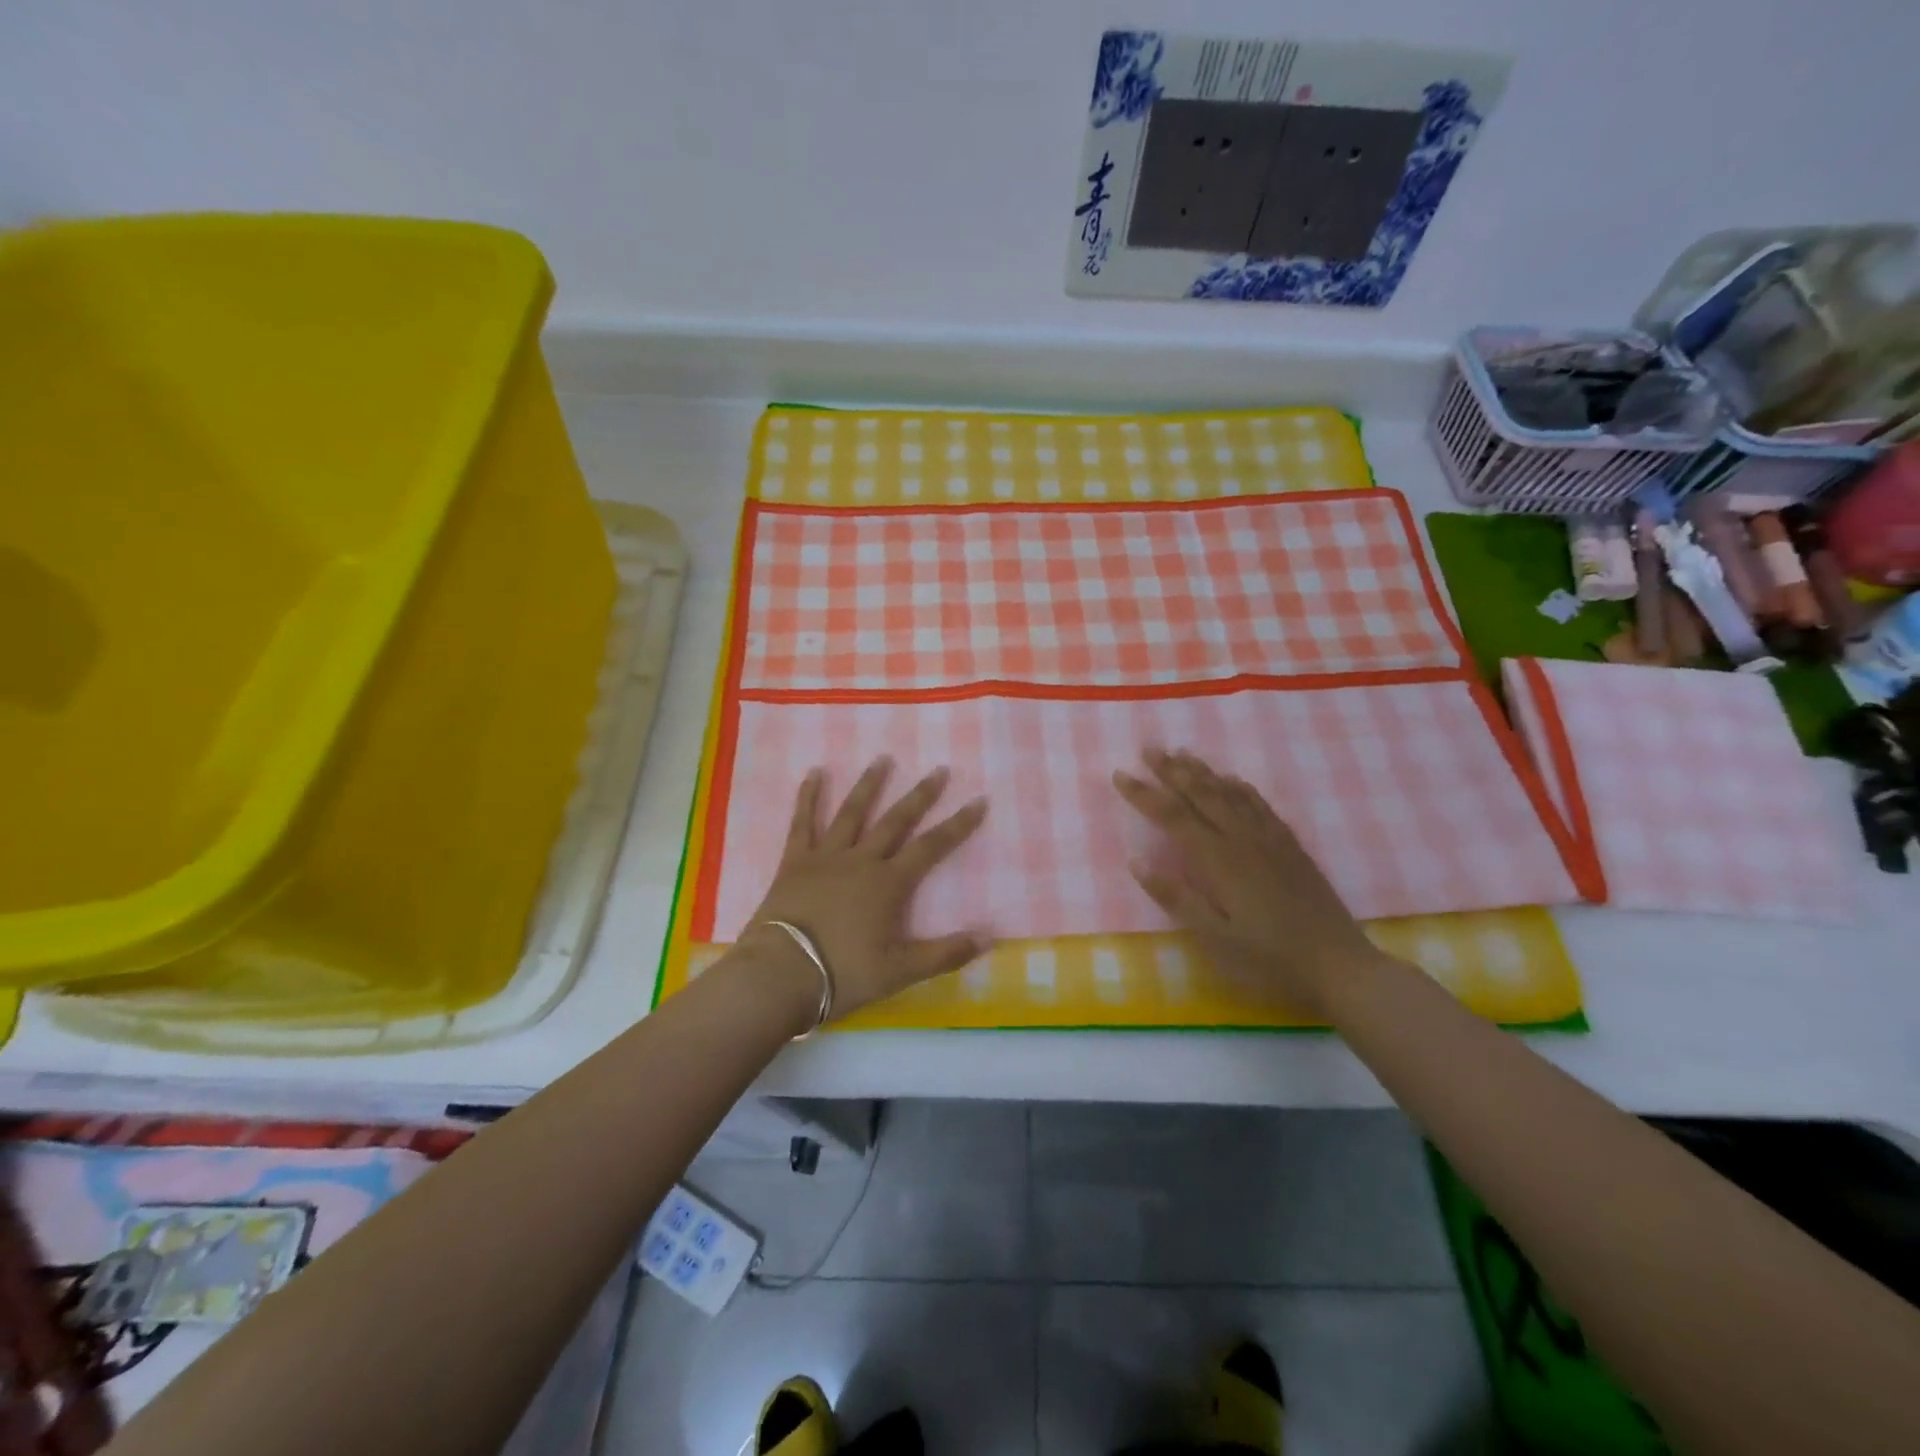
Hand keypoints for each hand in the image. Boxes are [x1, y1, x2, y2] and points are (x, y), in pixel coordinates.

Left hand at [742, 756, 988, 1023]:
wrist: (781, 974)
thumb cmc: (842, 973)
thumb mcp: (900, 971)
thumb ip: (945, 953)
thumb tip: (990, 937)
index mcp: (888, 884)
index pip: (931, 847)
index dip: (958, 825)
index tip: (978, 801)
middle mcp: (861, 860)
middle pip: (896, 821)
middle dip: (920, 795)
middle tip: (938, 769)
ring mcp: (825, 857)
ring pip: (852, 812)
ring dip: (869, 785)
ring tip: (883, 759)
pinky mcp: (795, 861)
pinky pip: (802, 822)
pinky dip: (808, 797)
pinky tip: (813, 773)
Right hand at [1113, 748, 1384, 1018]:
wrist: (1338, 963)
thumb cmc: (1268, 958)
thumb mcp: (1215, 938)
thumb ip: (1176, 897)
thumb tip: (1136, 860)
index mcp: (1218, 861)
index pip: (1172, 817)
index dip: (1144, 794)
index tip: (1120, 774)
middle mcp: (1242, 839)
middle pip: (1201, 793)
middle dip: (1172, 770)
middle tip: (1148, 747)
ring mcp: (1269, 839)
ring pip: (1230, 792)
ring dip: (1203, 770)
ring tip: (1182, 753)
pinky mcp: (1290, 845)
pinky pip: (1260, 804)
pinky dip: (1240, 786)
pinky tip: (1232, 780)